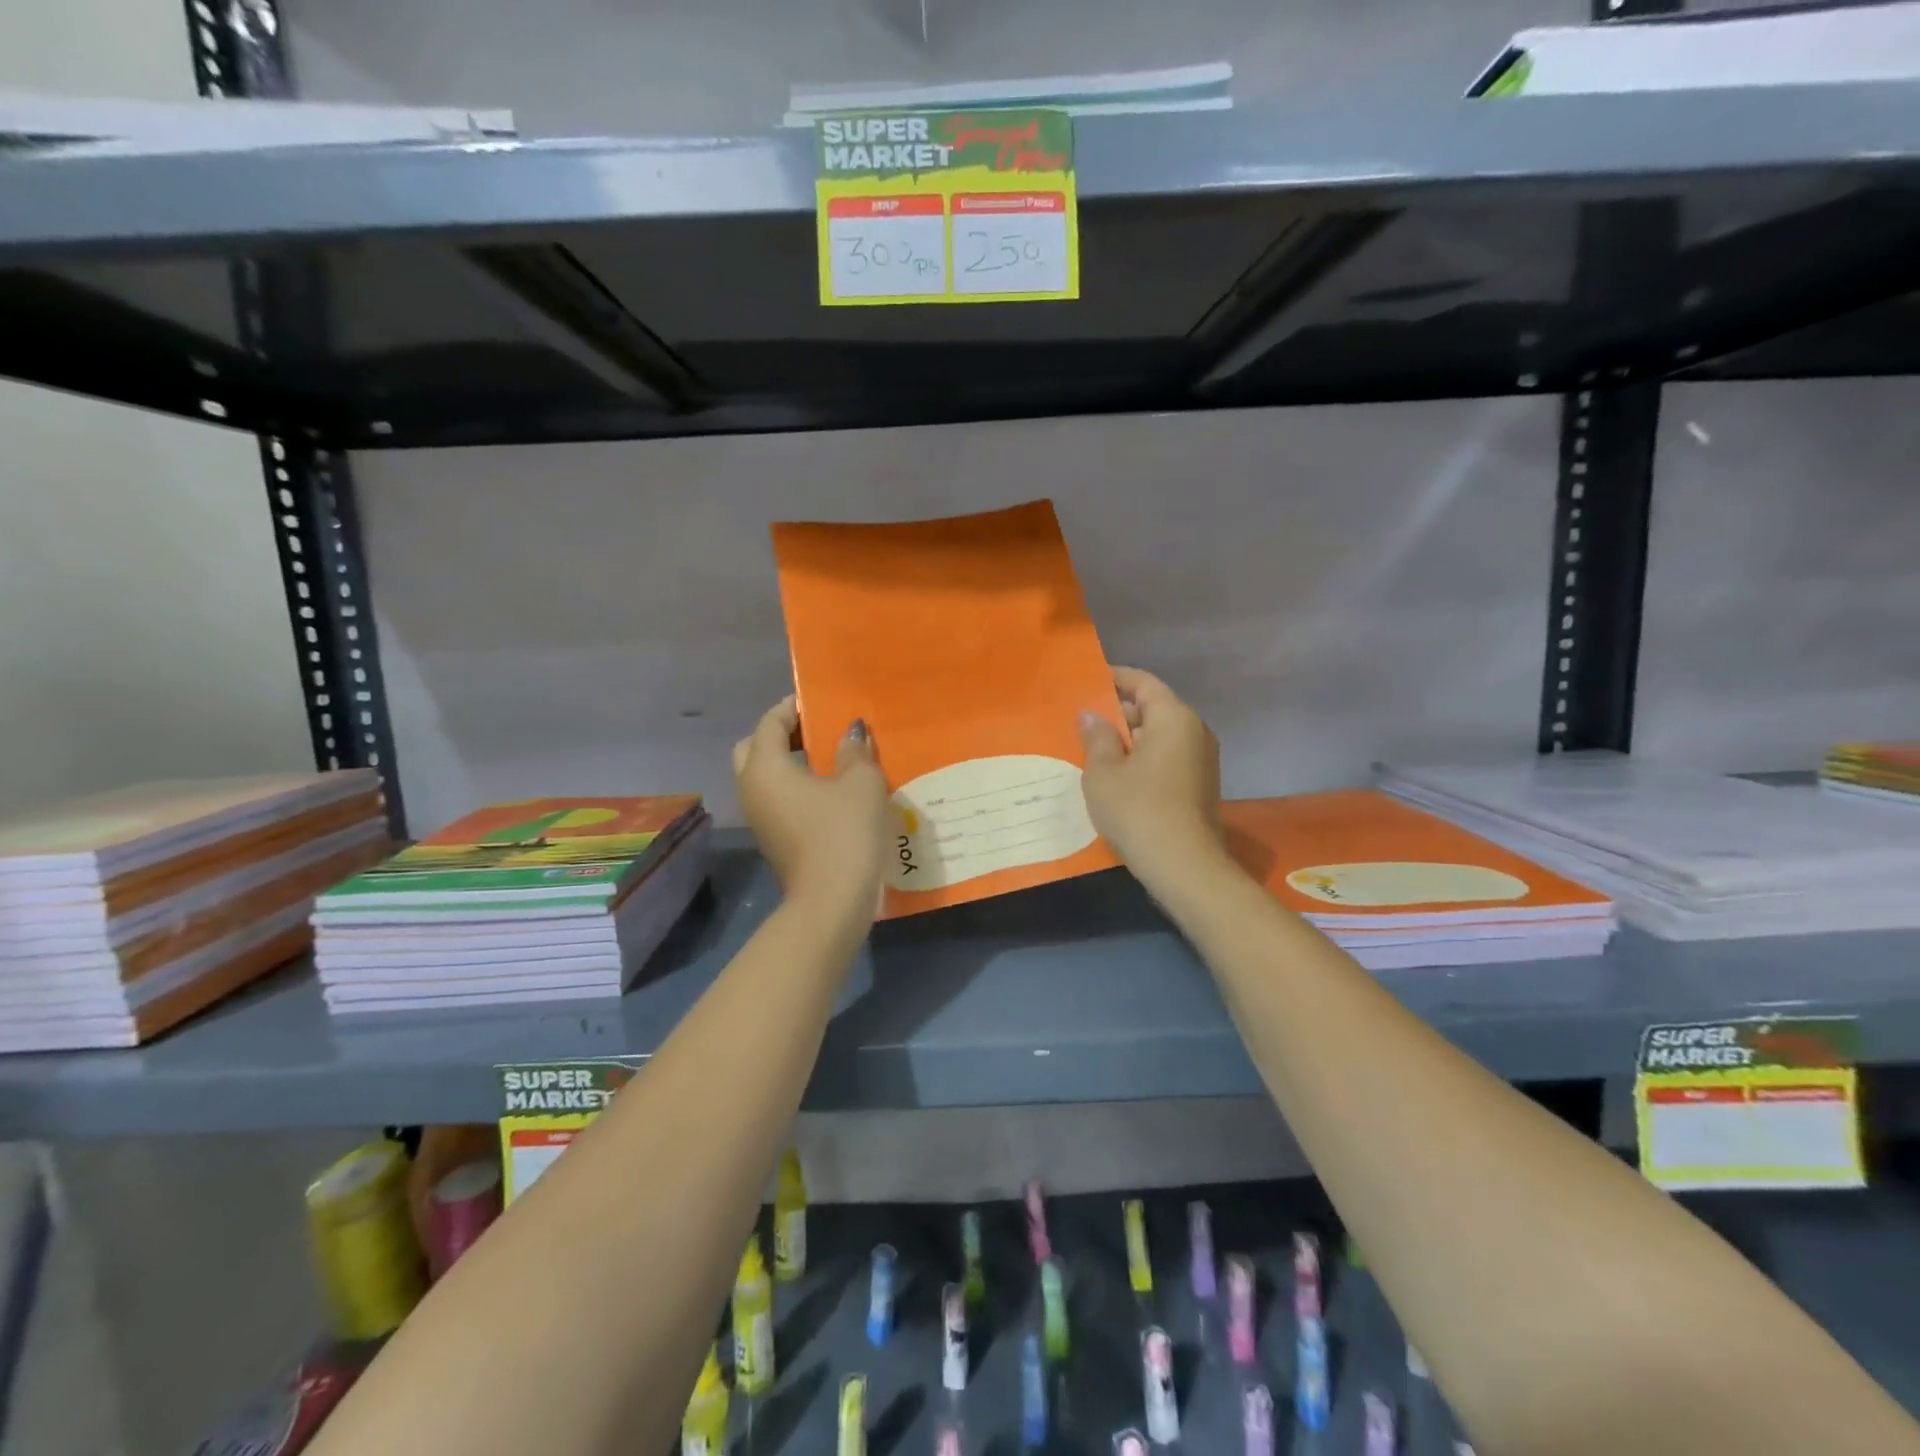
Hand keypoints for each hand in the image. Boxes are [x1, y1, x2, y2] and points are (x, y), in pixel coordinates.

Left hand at [734, 697, 889, 923]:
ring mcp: (759, 818)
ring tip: (830, 758)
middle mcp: (751, 789)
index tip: (823, 702)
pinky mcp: (773, 839)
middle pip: (756, 748)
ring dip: (791, 762)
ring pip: (765, 776)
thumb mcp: (861, 783)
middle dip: (783, 734)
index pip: (770, 722)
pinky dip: (796, 786)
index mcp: (764, 767)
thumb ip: (854, 750)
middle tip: (818, 731)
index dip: (794, 707)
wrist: (832, 902)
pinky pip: (777, 799)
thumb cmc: (844, 832)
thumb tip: (851, 731)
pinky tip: (831, 790)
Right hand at [1079, 667, 1222, 890]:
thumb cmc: (1138, 809)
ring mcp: (1201, 760)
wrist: (1184, 866)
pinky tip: (1116, 775)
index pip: (1143, 683)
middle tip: (1083, 720)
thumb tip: (1091, 715)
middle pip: (1153, 708)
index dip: (1115, 678)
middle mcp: (1194, 731)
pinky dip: (1142, 759)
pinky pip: (1167, 758)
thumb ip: (1097, 737)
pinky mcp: (1200, 786)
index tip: (1089, 680)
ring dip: (1129, 739)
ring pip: (1159, 736)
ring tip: (1094, 748)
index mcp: (1174, 718)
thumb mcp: (1103, 772)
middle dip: (1118, 712)